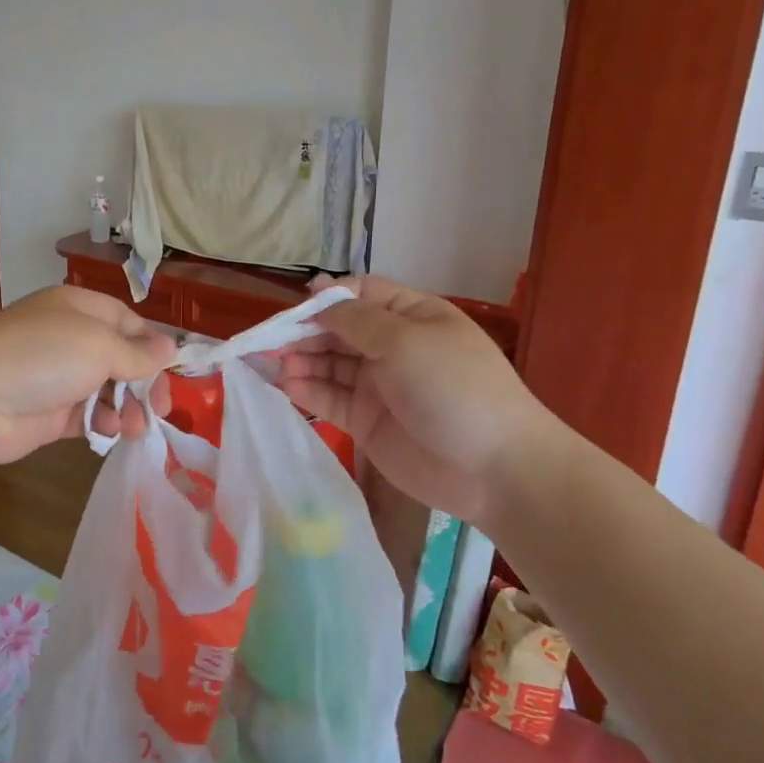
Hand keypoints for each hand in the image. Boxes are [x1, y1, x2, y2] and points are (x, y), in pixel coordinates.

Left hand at [0, 287, 175, 464]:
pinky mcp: (51, 413)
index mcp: (78, 308)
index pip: (125, 321)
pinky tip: (110, 430)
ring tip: (135, 425)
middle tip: (161, 407)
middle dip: (143, 382)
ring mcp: (59, 377)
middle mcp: (69, 338)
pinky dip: (103, 422)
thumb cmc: (44, 355)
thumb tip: (170, 348)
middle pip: (120, 358)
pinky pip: (89, 415)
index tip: (170, 368)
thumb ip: (138, 352)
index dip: (150, 343)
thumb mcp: (99, 345)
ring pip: (107, 390)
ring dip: (127, 407)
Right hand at [279, 276, 558, 520]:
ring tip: (272, 364)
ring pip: (328, 364)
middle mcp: (391, 346)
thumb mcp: (405, 341)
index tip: (295, 307)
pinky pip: (329, 398)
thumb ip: (355, 320)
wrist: (494, 469)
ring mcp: (378, 385)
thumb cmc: (453, 388)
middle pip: (338, 330)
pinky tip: (285, 385)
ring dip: (300, 360)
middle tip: (269, 341)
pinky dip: (306, 390)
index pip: (361, 294)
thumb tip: (318, 295)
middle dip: (304, 331)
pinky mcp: (365, 421)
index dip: (327, 297)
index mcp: (411, 316)